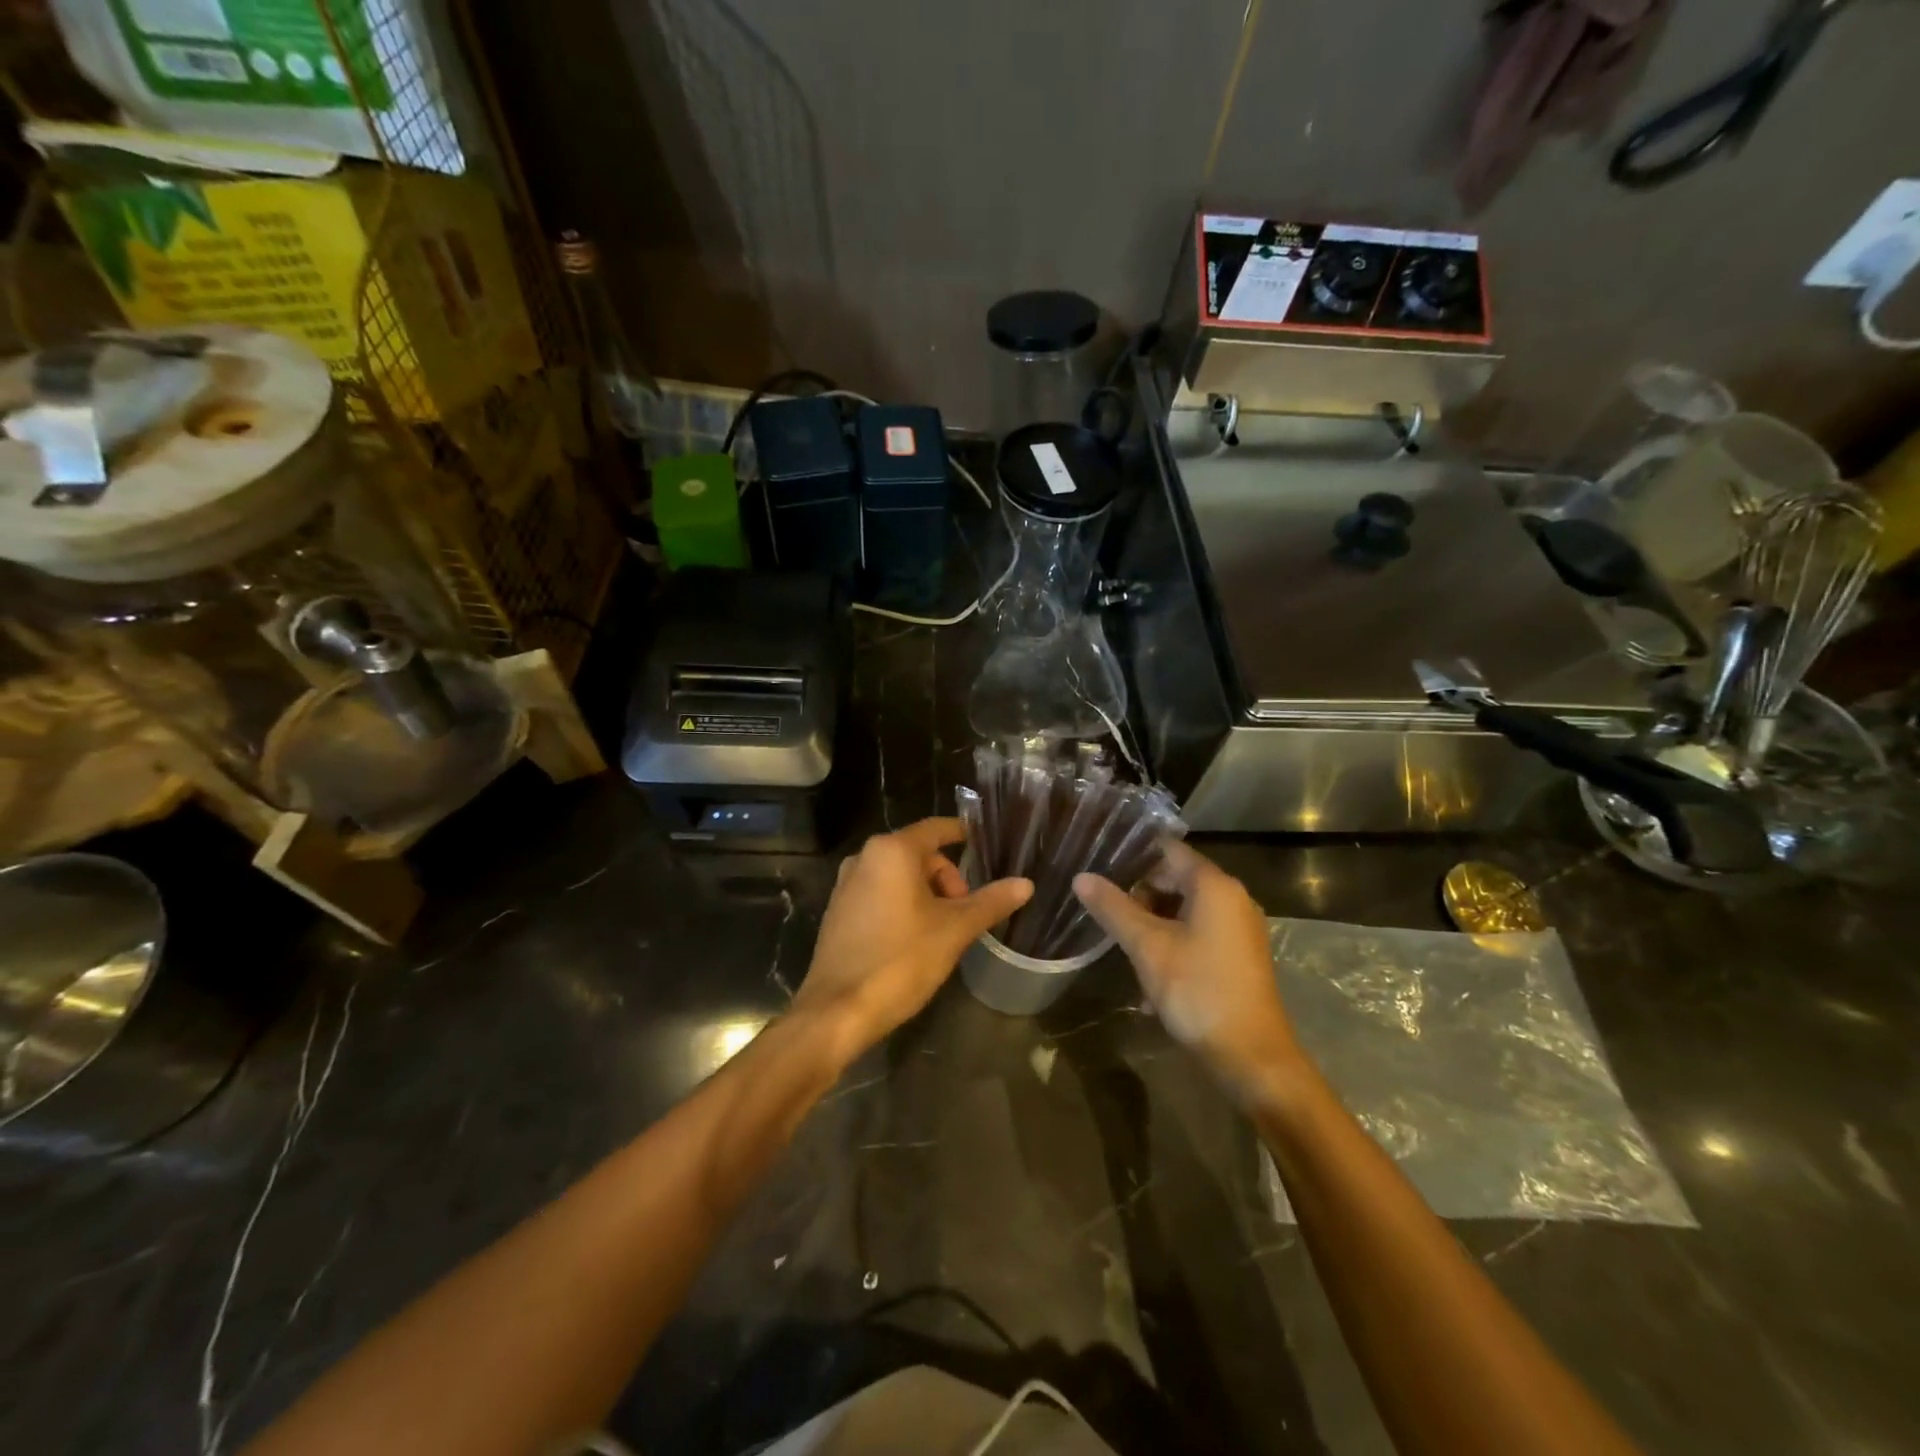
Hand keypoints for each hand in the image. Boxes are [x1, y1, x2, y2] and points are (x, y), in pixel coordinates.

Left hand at [795, 818, 1031, 1058]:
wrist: (838, 1011)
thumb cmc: (901, 960)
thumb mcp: (954, 930)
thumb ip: (991, 902)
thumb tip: (1026, 884)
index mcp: (892, 851)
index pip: (936, 829)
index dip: (962, 833)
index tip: (984, 843)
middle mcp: (864, 858)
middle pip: (919, 854)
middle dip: (947, 879)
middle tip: (964, 914)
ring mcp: (846, 885)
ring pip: (899, 876)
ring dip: (926, 894)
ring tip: (943, 931)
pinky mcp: (838, 911)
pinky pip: (880, 894)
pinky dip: (903, 906)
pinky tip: (914, 940)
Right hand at [1074, 841, 1303, 1099]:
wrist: (1251, 1057)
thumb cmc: (1198, 991)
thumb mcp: (1147, 947)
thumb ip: (1113, 908)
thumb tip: (1081, 877)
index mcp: (1215, 886)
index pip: (1168, 850)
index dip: (1132, 854)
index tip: (1098, 863)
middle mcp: (1232, 899)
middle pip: (1175, 879)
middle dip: (1139, 895)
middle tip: (1104, 912)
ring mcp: (1238, 929)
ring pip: (1183, 911)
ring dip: (1151, 924)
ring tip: (1122, 947)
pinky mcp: (1238, 957)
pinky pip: (1197, 935)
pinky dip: (1171, 944)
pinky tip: (1148, 978)